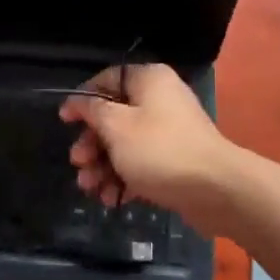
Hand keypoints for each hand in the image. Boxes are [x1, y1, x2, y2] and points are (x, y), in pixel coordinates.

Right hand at [59, 64, 241, 234]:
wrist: (215, 189)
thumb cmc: (160, 150)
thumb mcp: (117, 127)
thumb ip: (93, 111)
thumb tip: (78, 101)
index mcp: (149, 80)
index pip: (108, 79)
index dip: (83, 99)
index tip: (65, 121)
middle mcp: (160, 100)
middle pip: (114, 116)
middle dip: (92, 143)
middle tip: (78, 164)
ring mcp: (169, 131)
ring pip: (125, 144)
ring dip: (103, 166)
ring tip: (91, 188)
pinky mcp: (175, 160)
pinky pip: (141, 164)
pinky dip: (124, 178)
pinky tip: (111, 199)